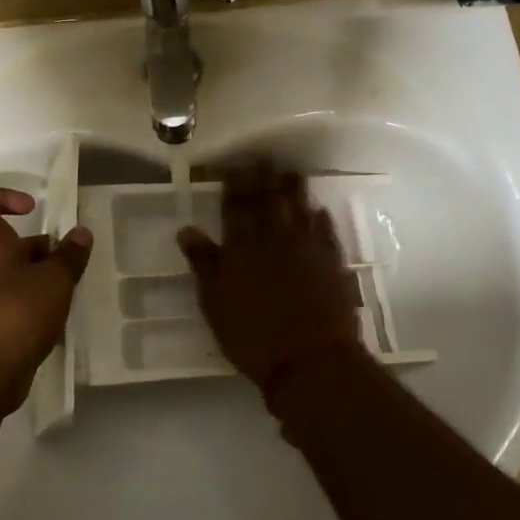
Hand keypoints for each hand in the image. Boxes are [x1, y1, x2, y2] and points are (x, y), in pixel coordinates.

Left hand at [0, 188, 92, 415]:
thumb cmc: (15, 314)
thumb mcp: (54, 280)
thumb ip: (69, 256)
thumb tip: (80, 232)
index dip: (3, 197)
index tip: (32, 208)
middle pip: (11, 245)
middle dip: (42, 250)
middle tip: (71, 263)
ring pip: (17, 278)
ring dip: (43, 282)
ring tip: (70, 295)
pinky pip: (16, 308)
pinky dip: (36, 310)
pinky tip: (57, 325)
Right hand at [177, 163, 364, 400]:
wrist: (311, 361)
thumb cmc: (253, 337)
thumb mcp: (215, 304)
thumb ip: (204, 264)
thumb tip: (187, 231)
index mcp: (242, 248)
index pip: (236, 207)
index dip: (234, 185)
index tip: (234, 166)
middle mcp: (275, 239)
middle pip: (268, 200)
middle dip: (263, 178)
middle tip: (262, 159)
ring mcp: (307, 249)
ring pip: (299, 209)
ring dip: (294, 189)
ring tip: (290, 173)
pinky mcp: (333, 262)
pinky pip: (326, 231)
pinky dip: (320, 217)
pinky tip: (318, 209)